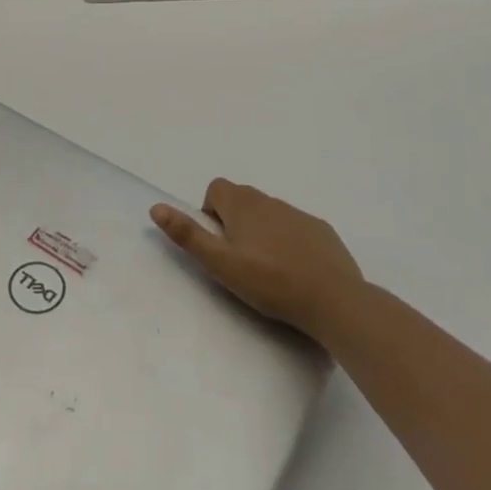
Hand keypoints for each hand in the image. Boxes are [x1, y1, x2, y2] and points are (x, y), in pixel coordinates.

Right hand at [150, 179, 362, 342]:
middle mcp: (270, 201)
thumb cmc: (270, 282)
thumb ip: (188, 235)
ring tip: (266, 268)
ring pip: (269, 213)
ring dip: (261, 231)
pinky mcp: (322, 231)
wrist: (334, 301)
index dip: (210, 212)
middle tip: (238, 258)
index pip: (216, 189)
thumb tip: (156, 208)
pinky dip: (288, 240)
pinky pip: (295, 227)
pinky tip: (295, 270)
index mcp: (243, 205)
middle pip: (242, 199)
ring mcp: (299, 215)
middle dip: (234, 221)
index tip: (218, 242)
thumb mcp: (220, 264)